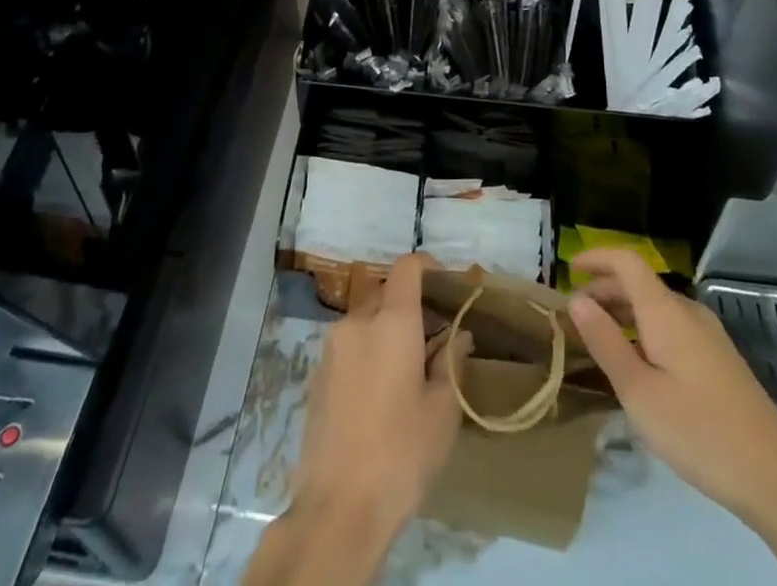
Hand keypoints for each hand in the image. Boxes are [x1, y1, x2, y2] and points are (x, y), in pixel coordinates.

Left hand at [292, 253, 470, 543]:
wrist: (337, 509)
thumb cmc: (401, 455)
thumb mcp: (442, 411)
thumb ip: (451, 362)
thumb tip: (458, 336)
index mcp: (391, 322)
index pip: (407, 268)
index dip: (428, 267)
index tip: (446, 285)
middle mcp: (357, 322)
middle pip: (386, 292)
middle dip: (410, 305)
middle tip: (434, 337)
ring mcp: (332, 347)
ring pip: (366, 319)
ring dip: (387, 329)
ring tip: (408, 369)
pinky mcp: (317, 373)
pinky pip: (349, 344)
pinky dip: (368, 350)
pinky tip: (381, 391)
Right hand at [569, 248, 776, 521]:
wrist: (776, 478)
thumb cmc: (698, 431)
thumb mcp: (639, 392)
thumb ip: (605, 342)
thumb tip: (577, 299)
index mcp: (666, 311)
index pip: (627, 261)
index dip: (597, 256)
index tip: (568, 268)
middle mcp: (688, 311)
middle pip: (640, 283)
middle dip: (604, 289)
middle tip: (576, 315)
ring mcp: (708, 335)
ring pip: (656, 306)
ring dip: (624, 312)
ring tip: (599, 339)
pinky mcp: (719, 359)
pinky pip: (672, 326)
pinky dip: (644, 329)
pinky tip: (637, 363)